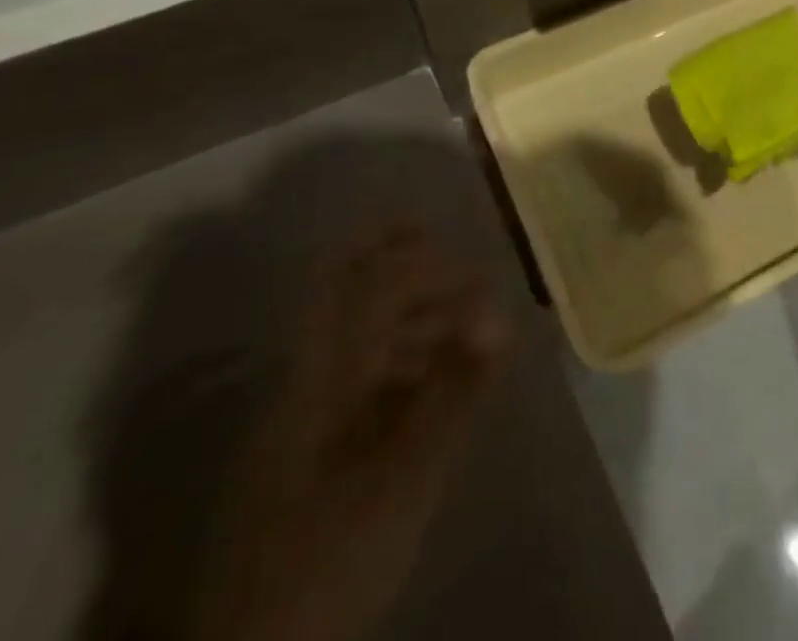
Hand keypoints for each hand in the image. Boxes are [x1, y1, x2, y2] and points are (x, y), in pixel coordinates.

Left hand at [200, 226, 508, 640]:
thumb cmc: (331, 557)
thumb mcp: (405, 478)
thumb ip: (454, 392)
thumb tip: (499, 317)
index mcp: (319, 375)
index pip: (369, 286)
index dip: (423, 263)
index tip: (473, 266)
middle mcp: (303, 378)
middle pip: (339, 290)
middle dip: (389, 253)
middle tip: (439, 239)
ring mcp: (298, 412)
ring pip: (348, 330)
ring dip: (401, 308)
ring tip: (457, 319)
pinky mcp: (303, 446)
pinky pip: (351, 373)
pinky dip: (393, 355)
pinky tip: (430, 378)